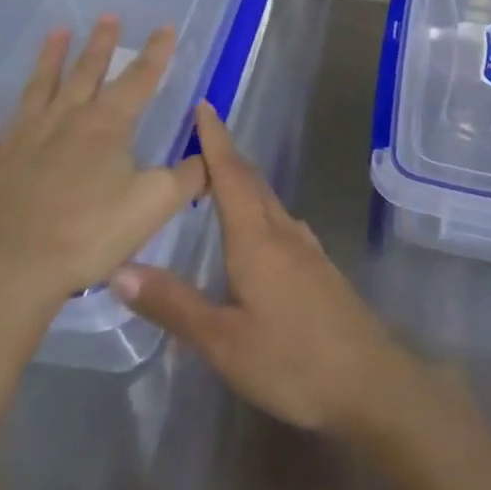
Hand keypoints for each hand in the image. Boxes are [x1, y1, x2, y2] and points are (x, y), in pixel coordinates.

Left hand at [0, 18, 205, 311]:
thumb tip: (209, 153)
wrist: (16, 269)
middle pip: (86, 73)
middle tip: (108, 16)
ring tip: (57, 30)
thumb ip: (189, 176)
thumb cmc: (91, 234)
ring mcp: (20, 137)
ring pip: (38, 87)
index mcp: (106, 126)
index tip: (166, 27)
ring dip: (49, 58)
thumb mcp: (155, 205)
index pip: (138, 80)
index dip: (156, 53)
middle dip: (101, 45)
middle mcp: (64, 119)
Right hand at [110, 102, 420, 436]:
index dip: (215, 139)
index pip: (231, 175)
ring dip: (245, 181)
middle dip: (226, 156)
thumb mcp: (222, 341)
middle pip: (252, 182)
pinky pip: (282, 222)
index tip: (203, 105)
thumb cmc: (292, 361)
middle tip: (200, 138)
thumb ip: (173, 304)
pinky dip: (261, 209)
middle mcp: (283, 233)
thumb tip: (119, 268)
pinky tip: (259, 229)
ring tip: (220, 179)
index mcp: (256, 239)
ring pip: (270, 201)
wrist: (371, 384)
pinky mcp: (320, 270)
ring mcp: (307, 250)